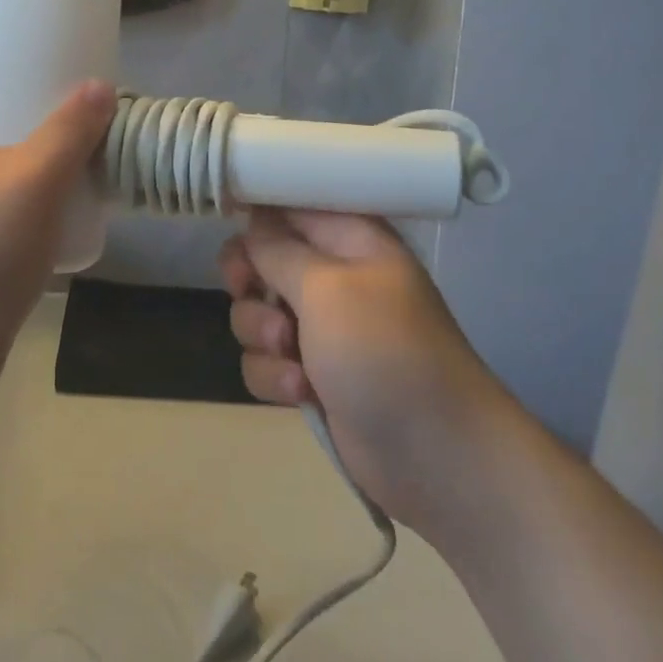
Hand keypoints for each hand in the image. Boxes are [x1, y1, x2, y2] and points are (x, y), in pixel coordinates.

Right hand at [220, 209, 509, 526]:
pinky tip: (302, 394)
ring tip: (291, 358)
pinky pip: (266, 360)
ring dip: (262, 336)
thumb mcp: (327, 288)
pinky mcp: (312, 375)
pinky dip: (276, 376)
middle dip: (249, 282)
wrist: (437, 455)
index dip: (254, 213)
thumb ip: (278, 251)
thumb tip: (253, 220)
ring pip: (256, 313)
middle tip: (245, 291)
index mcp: (349, 240)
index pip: (289, 205)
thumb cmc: (384, 351)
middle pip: (262, 259)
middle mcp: (333, 277)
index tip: (225, 223)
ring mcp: (322, 329)